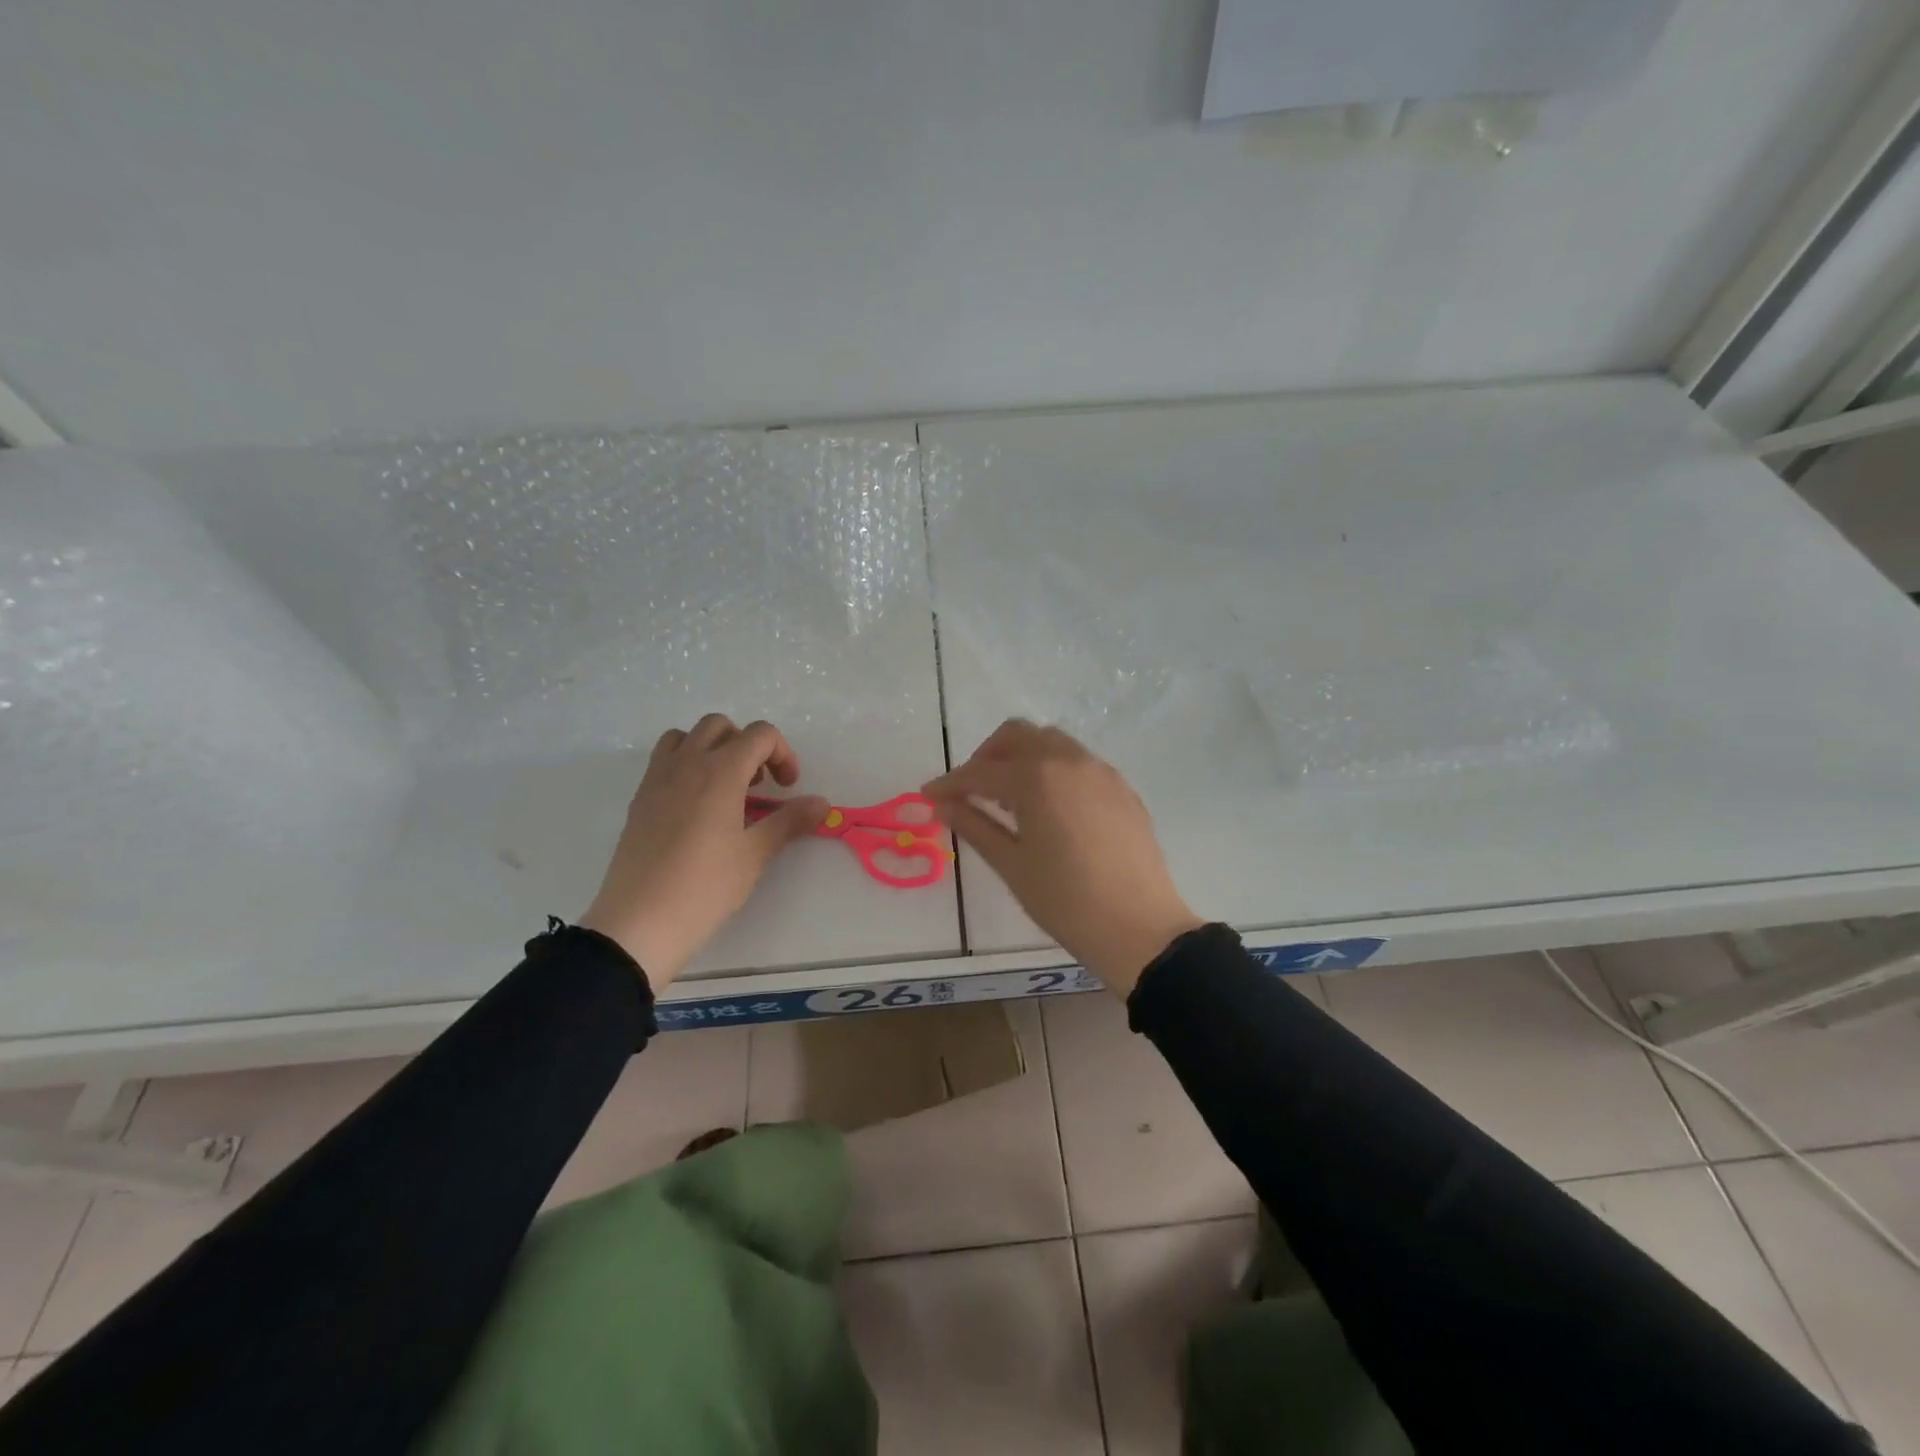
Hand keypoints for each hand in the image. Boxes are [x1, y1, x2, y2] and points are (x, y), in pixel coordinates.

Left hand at [581, 714, 828, 987]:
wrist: (640, 921)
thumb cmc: (705, 886)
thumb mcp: (755, 853)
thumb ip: (789, 820)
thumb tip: (822, 803)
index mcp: (720, 771)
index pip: (759, 734)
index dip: (783, 753)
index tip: (788, 787)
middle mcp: (687, 764)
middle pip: (720, 726)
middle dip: (747, 745)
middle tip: (758, 784)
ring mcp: (657, 779)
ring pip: (686, 737)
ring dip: (711, 749)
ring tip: (725, 787)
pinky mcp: (640, 799)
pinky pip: (664, 761)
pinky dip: (686, 766)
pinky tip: (696, 808)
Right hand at [923, 720, 1202, 995]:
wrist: (1139, 928)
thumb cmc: (1066, 901)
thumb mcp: (1012, 865)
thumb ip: (975, 826)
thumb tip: (942, 805)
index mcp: (1037, 777)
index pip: (981, 771)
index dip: (950, 783)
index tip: (929, 795)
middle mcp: (1070, 761)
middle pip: (1018, 735)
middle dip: (987, 756)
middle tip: (971, 789)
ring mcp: (1101, 772)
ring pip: (1052, 743)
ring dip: (1022, 758)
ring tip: (1009, 798)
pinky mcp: (1122, 789)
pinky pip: (1079, 763)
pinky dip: (1053, 771)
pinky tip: (1049, 808)